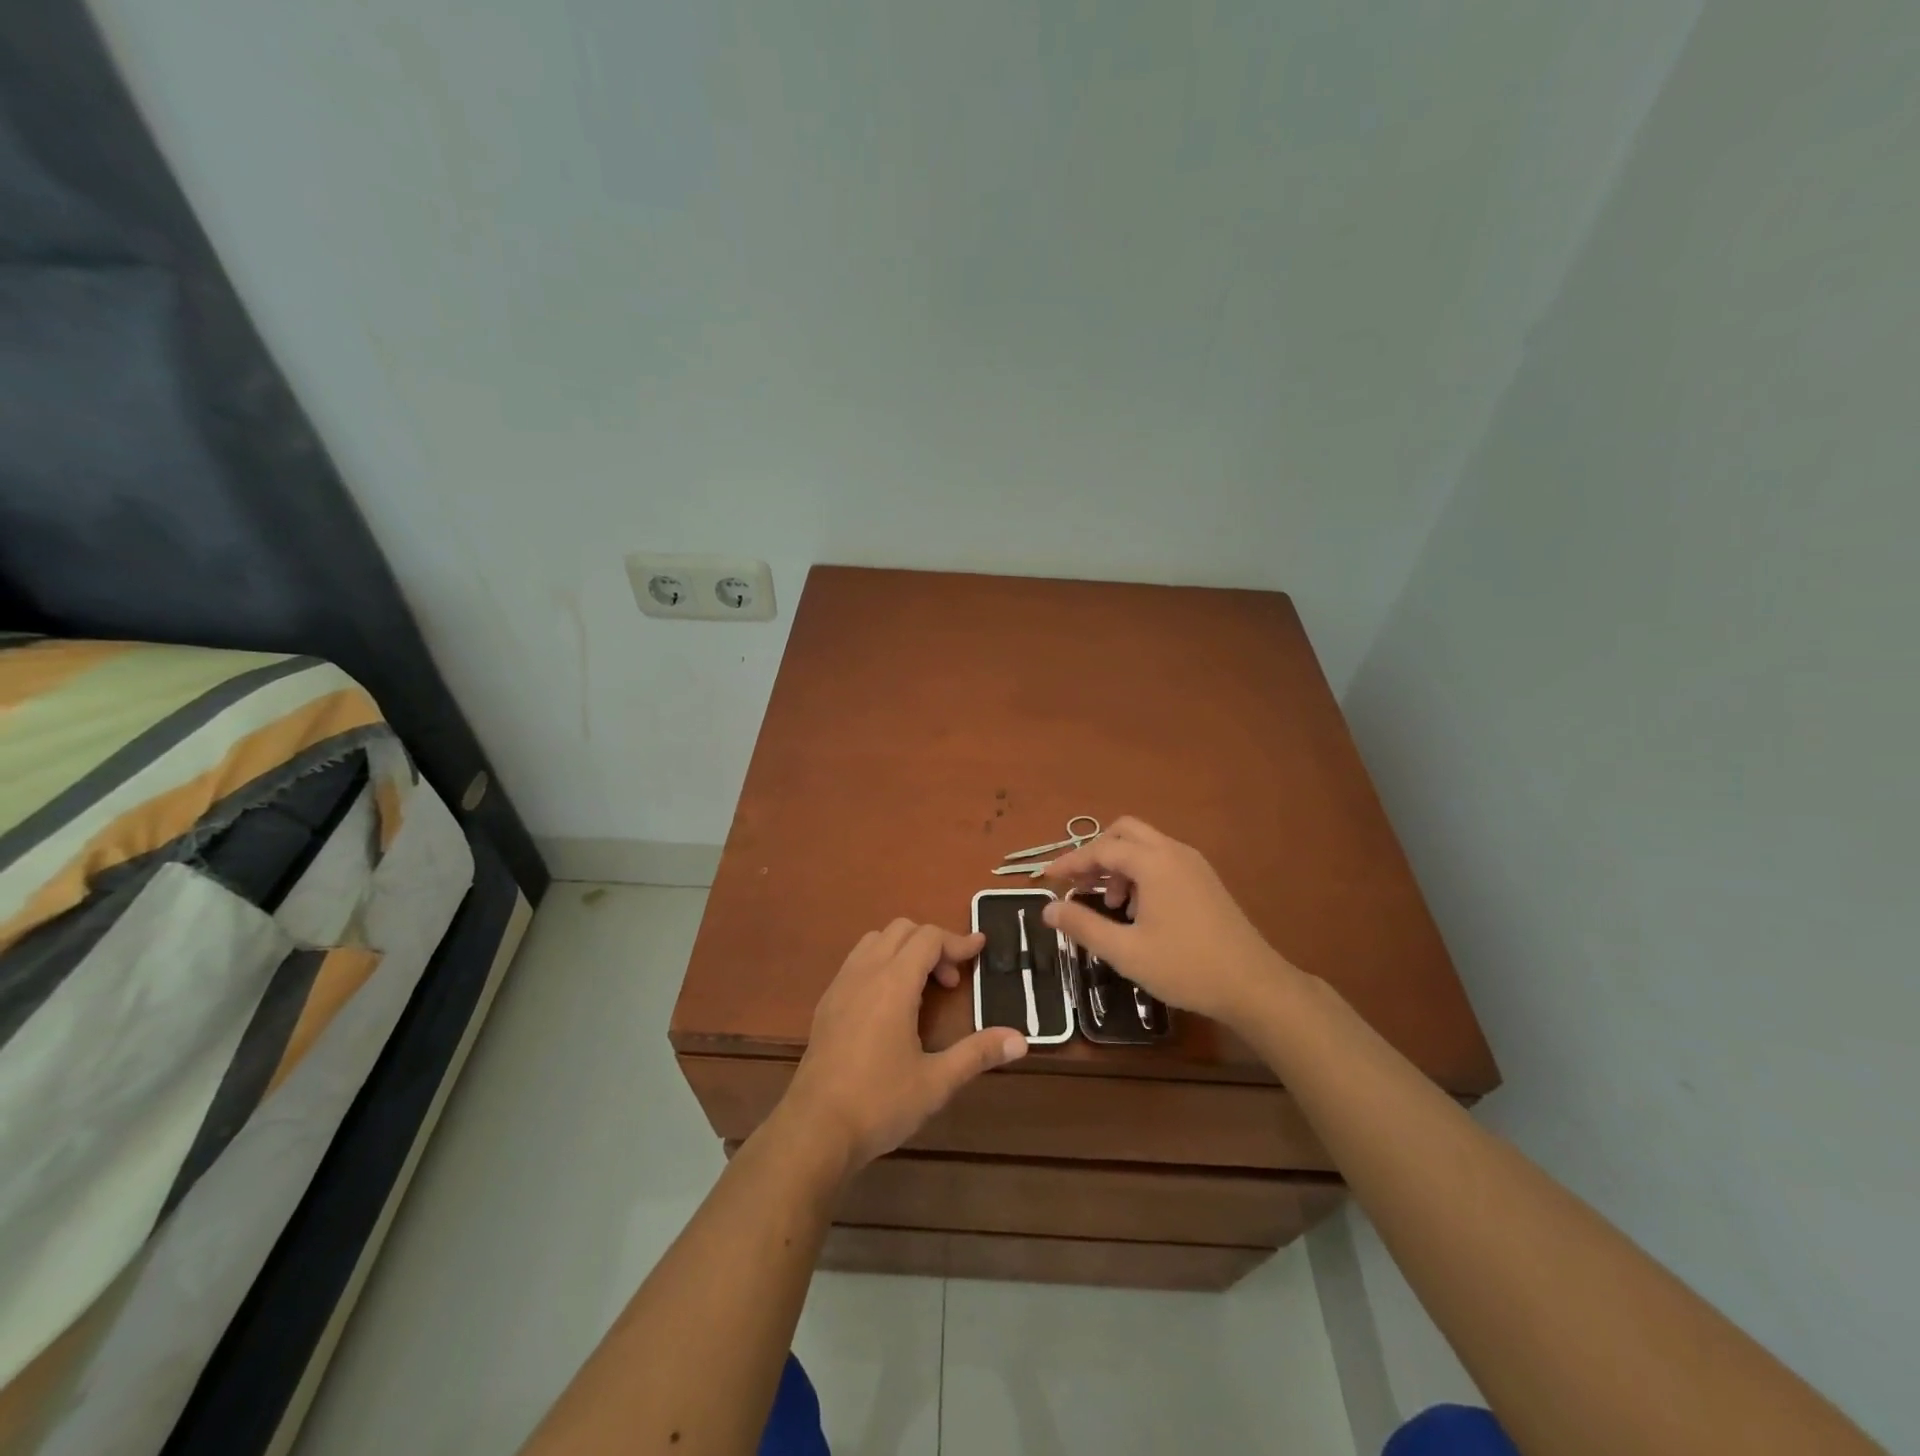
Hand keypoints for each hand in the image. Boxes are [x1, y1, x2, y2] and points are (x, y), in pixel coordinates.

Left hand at [778, 919, 1026, 1173]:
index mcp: (893, 983)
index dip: (958, 941)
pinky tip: (890, 1005)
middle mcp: (865, 973)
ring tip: (921, 989)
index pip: (929, 938)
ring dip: (904, 950)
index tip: (981, 949)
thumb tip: (1021, 1039)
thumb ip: (978, 1053)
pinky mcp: (826, 1004)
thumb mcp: (936, 1082)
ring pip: (875, 941)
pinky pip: (856, 961)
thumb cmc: (879, 1103)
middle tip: (951, 981)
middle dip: (932, 944)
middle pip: (902, 930)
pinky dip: (881, 963)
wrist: (815, 1130)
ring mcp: (840, 986)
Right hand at [1041, 817, 1300, 1028]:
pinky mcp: (1205, 880)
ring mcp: (1194, 864)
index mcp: (1154, 863)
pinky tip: (1139, 911)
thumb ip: (1083, 926)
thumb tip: (1048, 909)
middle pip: (1125, 832)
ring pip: (1145, 846)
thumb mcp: (1125, 952)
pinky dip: (1141, 873)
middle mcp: (1174, 852)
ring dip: (1120, 864)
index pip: (1101, 848)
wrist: (1254, 986)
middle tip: (1081, 884)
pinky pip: (1163, 860)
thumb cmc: (1185, 967)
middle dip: (1097, 853)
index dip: (1070, 861)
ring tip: (1111, 904)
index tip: (1047, 878)